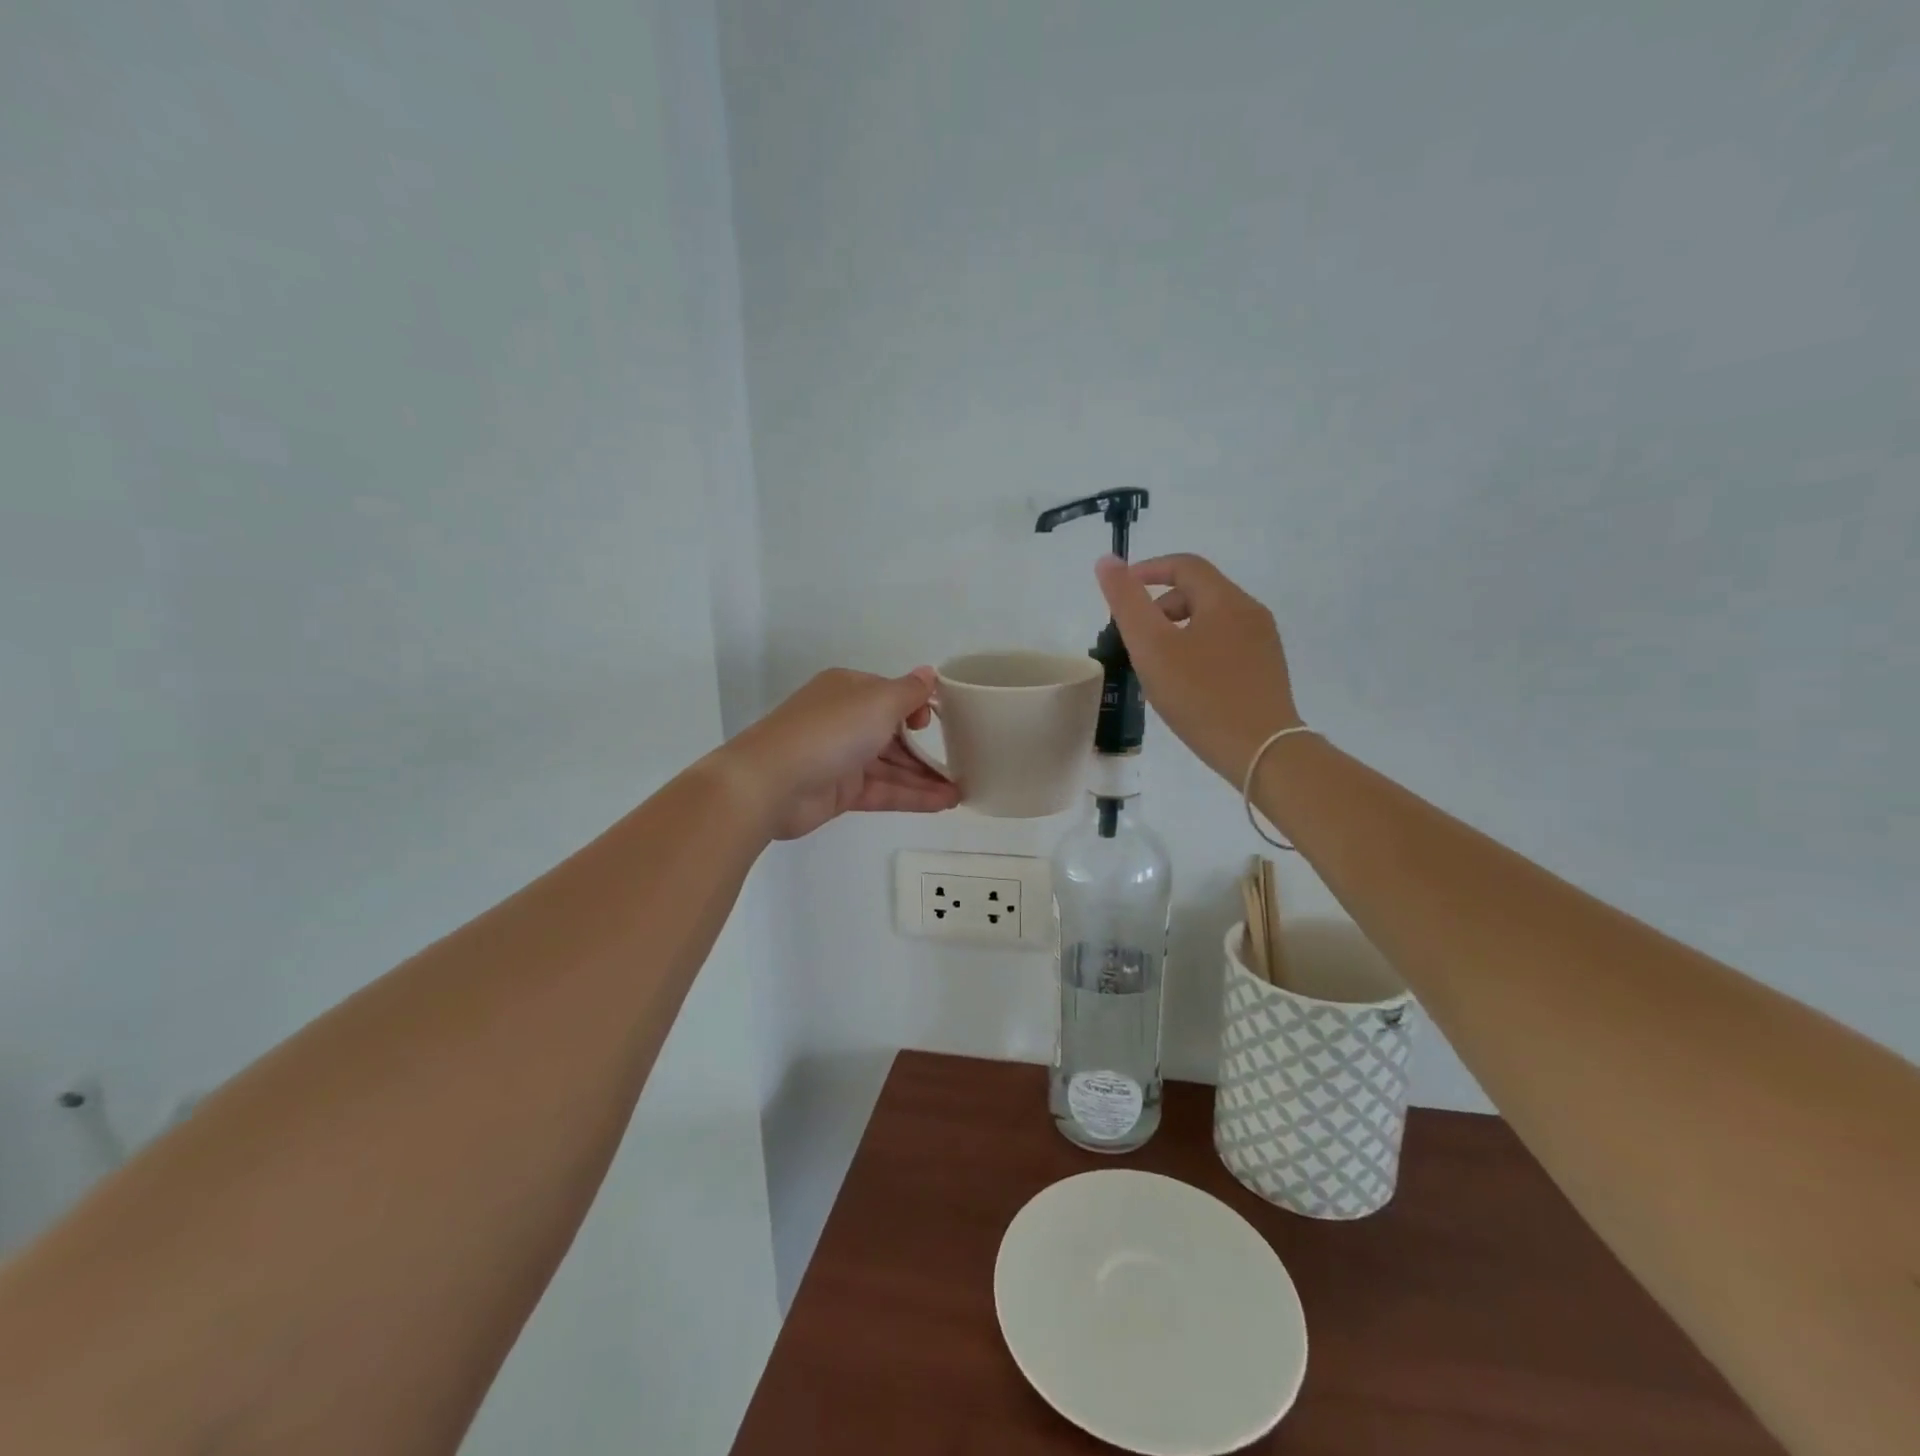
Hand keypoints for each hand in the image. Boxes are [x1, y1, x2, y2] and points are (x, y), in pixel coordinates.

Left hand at [723, 667, 961, 839]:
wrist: (770, 783)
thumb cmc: (829, 731)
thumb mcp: (878, 701)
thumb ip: (910, 691)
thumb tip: (929, 673)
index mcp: (849, 690)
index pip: (891, 694)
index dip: (918, 707)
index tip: (938, 723)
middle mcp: (845, 720)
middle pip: (894, 734)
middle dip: (927, 749)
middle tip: (963, 763)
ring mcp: (842, 758)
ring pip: (892, 766)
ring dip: (925, 777)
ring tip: (961, 791)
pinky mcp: (840, 792)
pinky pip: (883, 790)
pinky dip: (912, 795)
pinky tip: (943, 803)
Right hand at [1095, 553, 1300, 785]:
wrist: (1262, 751)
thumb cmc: (1200, 696)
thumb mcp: (1152, 647)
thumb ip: (1127, 602)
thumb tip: (1107, 561)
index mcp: (1225, 600)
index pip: (1184, 566)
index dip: (1148, 571)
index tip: (1121, 592)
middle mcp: (1250, 612)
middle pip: (1198, 593)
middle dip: (1161, 608)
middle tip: (1134, 642)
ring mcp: (1263, 642)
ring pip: (1211, 621)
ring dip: (1178, 632)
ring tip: (1156, 667)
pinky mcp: (1267, 670)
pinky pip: (1225, 645)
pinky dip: (1198, 650)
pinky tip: (1186, 685)